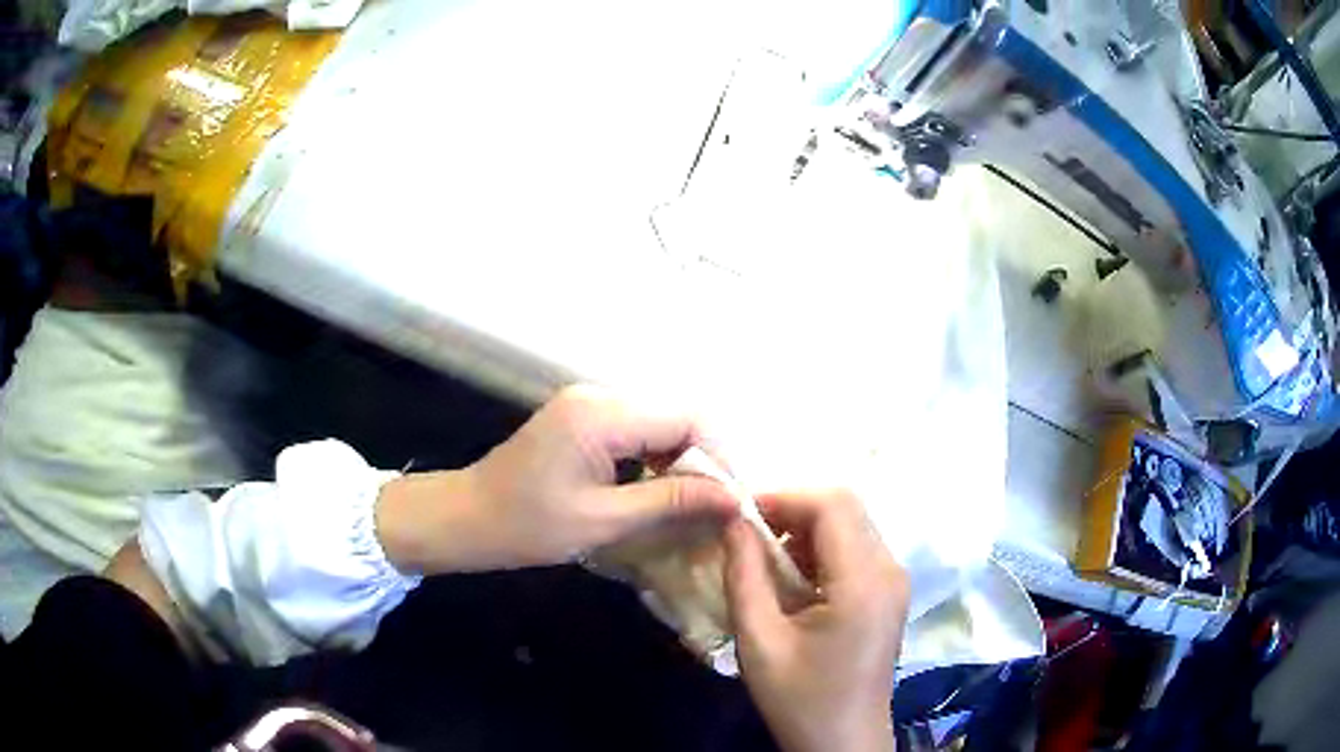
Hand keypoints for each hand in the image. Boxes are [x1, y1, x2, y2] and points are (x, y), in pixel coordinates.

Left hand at [376, 385, 738, 573]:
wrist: (466, 516)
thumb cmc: (527, 526)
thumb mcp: (604, 521)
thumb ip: (672, 503)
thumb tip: (734, 499)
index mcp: (602, 416)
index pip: (688, 418)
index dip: (720, 457)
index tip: (734, 500)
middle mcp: (599, 395)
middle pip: (677, 414)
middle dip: (705, 458)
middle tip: (719, 505)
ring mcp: (588, 402)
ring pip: (660, 421)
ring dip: (682, 458)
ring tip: (696, 502)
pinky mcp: (582, 417)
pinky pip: (637, 428)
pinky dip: (657, 456)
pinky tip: (661, 488)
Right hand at [724, 490, 907, 751]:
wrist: (843, 743)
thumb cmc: (800, 700)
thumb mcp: (760, 642)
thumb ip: (744, 576)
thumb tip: (733, 522)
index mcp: (865, 581)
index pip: (832, 505)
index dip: (784, 498)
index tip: (739, 516)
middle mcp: (890, 570)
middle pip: (846, 508)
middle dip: (793, 511)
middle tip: (748, 537)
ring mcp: (895, 582)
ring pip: (851, 526)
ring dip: (806, 531)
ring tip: (765, 562)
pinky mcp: (889, 595)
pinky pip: (856, 550)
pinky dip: (821, 551)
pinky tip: (794, 582)